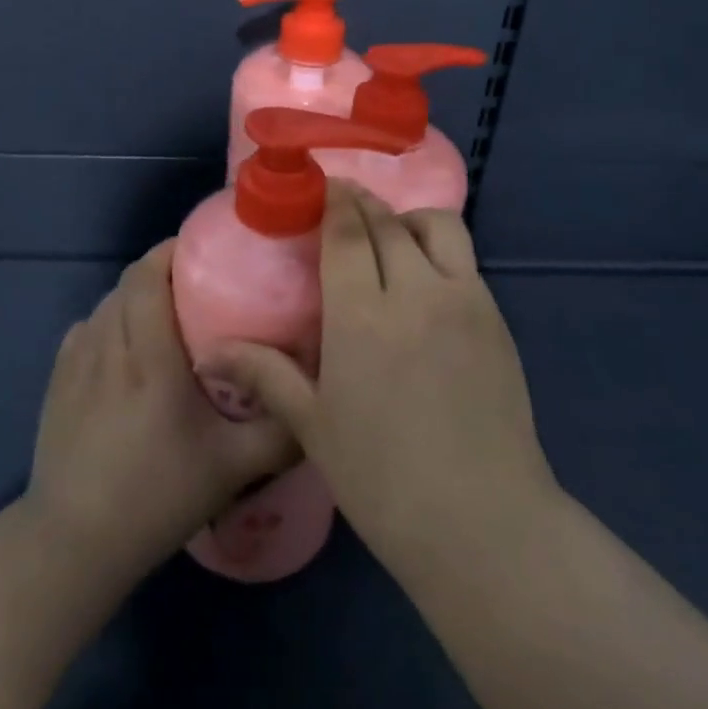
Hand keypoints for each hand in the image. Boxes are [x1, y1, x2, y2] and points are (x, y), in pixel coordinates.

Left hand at [24, 240, 298, 585]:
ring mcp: (75, 362)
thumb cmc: (157, 496)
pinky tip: (127, 353)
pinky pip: (86, 330)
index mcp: (148, 356)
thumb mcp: (233, 467)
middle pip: (127, 283)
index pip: (147, 275)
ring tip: (166, 319)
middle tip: (198, 288)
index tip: (204, 252)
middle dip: (160, 272)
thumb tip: (317, 395)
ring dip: (135, 298)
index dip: (171, 251)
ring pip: (106, 304)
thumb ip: (280, 428)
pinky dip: (109, 324)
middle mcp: (107, 345)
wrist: (74, 543)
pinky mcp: (56, 382)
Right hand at [196, 183, 556, 569]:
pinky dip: (438, 249)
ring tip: (388, 238)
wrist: (482, 521)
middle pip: (387, 221)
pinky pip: (464, 261)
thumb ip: (265, 374)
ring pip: (437, 227)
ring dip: (407, 218)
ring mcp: (463, 300)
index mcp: (362, 315)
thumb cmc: (383, 479)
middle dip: (361, 203)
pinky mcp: (496, 318)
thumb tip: (211, 350)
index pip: (347, 231)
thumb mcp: (313, 426)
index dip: (333, 200)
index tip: (319, 187)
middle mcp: (415, 291)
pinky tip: (423, 282)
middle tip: (342, 205)